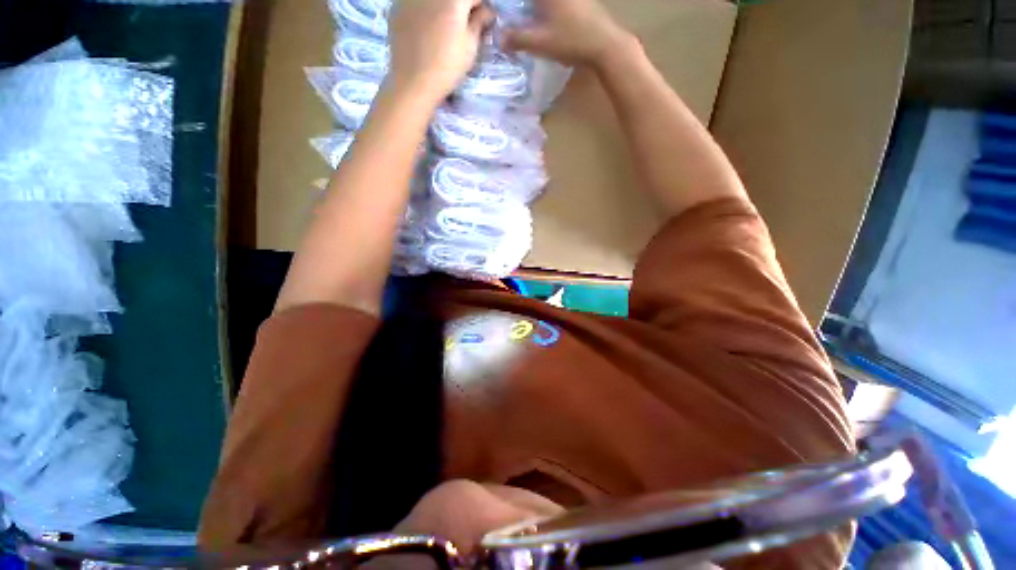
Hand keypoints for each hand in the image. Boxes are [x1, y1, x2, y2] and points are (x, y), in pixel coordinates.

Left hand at [388, 0, 494, 102]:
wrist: (412, 81)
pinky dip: (425, 11)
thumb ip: (480, 22)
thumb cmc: (447, 67)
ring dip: (442, 9)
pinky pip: (417, 4)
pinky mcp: (397, 7)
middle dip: (461, 7)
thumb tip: (487, 12)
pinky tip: (426, 30)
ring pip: (434, 1)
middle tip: (464, 25)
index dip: (481, 8)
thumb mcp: (470, 47)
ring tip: (444, 28)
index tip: (482, 20)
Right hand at [502, 0, 635, 68]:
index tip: (505, 8)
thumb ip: (518, 39)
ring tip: (529, 18)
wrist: (605, 45)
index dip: (511, 4)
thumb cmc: (571, 40)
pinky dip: (549, 9)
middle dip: (525, 8)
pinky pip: (560, 5)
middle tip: (514, 14)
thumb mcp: (540, 42)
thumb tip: (498, 39)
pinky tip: (547, 21)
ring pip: (547, 2)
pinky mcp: (582, 1)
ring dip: (536, 9)